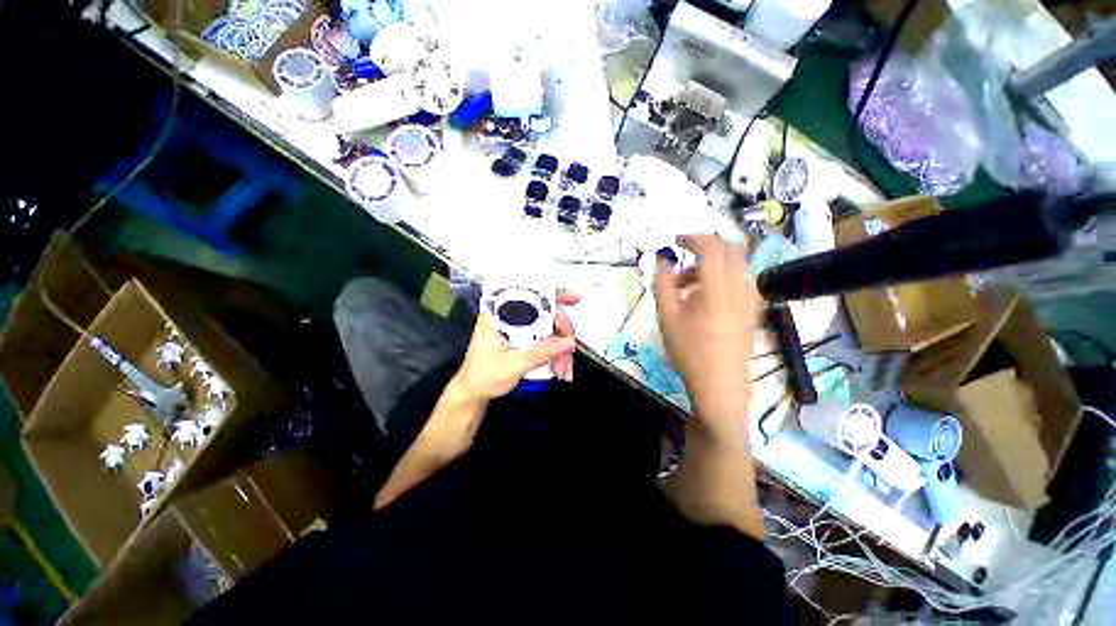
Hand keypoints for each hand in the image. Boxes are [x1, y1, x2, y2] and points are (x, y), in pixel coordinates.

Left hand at [452, 290, 580, 400]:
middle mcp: (510, 317)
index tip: (573, 299)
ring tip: (562, 367)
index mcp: (499, 315)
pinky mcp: (524, 339)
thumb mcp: (512, 365)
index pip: (528, 295)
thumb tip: (566, 342)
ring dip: (561, 347)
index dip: (553, 294)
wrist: (474, 391)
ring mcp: (518, 328)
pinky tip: (559, 366)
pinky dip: (556, 352)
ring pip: (549, 328)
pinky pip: (546, 340)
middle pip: (545, 312)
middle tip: (569, 350)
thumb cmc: (483, 376)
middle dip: (562, 332)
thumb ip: (540, 353)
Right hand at [653, 235, 760, 433]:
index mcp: (717, 291)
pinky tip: (707, 297)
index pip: (713, 248)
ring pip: (738, 265)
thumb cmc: (688, 352)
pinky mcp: (753, 310)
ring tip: (690, 285)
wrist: (719, 386)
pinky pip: (742, 280)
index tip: (677, 242)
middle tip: (684, 261)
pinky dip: (724, 277)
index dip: (694, 238)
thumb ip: (663, 284)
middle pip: (732, 250)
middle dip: (706, 248)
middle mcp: (740, 290)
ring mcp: (751, 300)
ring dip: (714, 264)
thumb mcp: (667, 317)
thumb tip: (662, 259)